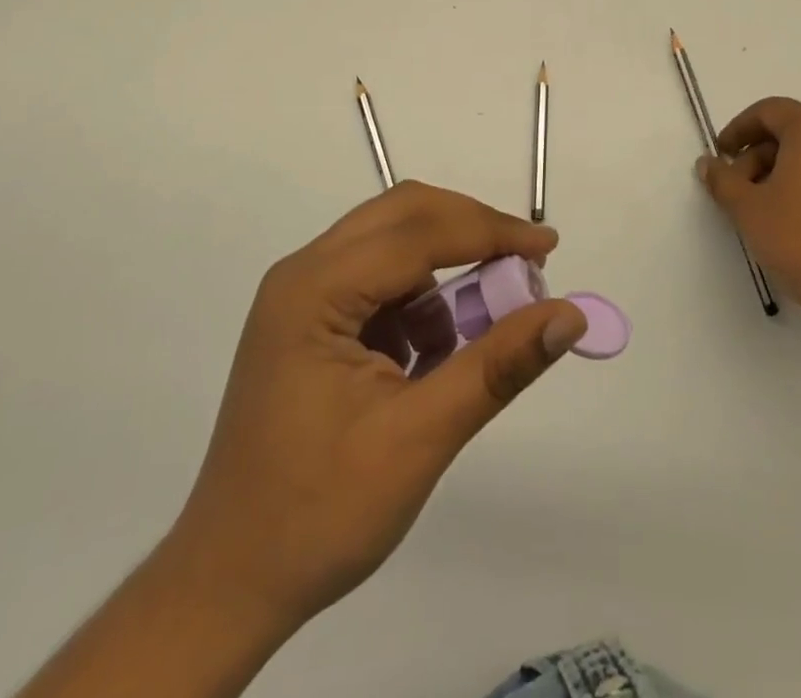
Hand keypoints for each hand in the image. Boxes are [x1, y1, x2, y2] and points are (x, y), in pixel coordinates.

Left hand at [167, 183, 588, 637]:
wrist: (230, 584)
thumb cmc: (319, 513)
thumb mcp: (419, 438)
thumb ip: (496, 367)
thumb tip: (569, 317)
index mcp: (315, 289)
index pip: (418, 231)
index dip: (490, 232)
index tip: (549, 249)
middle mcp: (303, 274)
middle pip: (402, 217)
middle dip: (469, 234)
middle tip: (523, 269)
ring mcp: (302, 297)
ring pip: (392, 245)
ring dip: (444, 273)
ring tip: (482, 327)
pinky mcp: (310, 323)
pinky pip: (378, 284)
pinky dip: (419, 304)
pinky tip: (434, 356)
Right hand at [697, 97, 800, 348]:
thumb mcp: (748, 210)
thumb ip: (723, 180)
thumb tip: (708, 163)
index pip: (768, 112)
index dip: (738, 130)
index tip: (720, 155)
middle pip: (794, 131)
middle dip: (760, 155)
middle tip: (739, 189)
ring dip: (786, 170)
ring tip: (767, 207)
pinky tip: (800, 217)